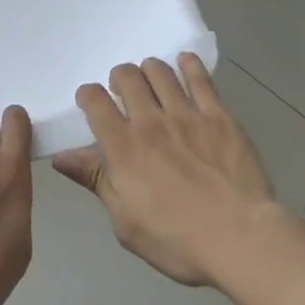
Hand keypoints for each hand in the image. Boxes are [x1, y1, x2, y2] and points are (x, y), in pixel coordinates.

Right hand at [53, 55, 281, 287]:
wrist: (243, 240)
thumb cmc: (178, 241)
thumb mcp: (126, 222)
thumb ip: (96, 181)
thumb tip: (61, 158)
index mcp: (123, 146)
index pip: (94, 99)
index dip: (88, 95)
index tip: (92, 104)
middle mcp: (149, 120)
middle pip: (126, 75)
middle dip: (120, 79)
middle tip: (125, 94)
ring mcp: (185, 114)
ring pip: (159, 70)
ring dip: (149, 70)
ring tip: (153, 83)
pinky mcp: (218, 115)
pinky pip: (200, 77)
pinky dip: (189, 65)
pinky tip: (184, 63)